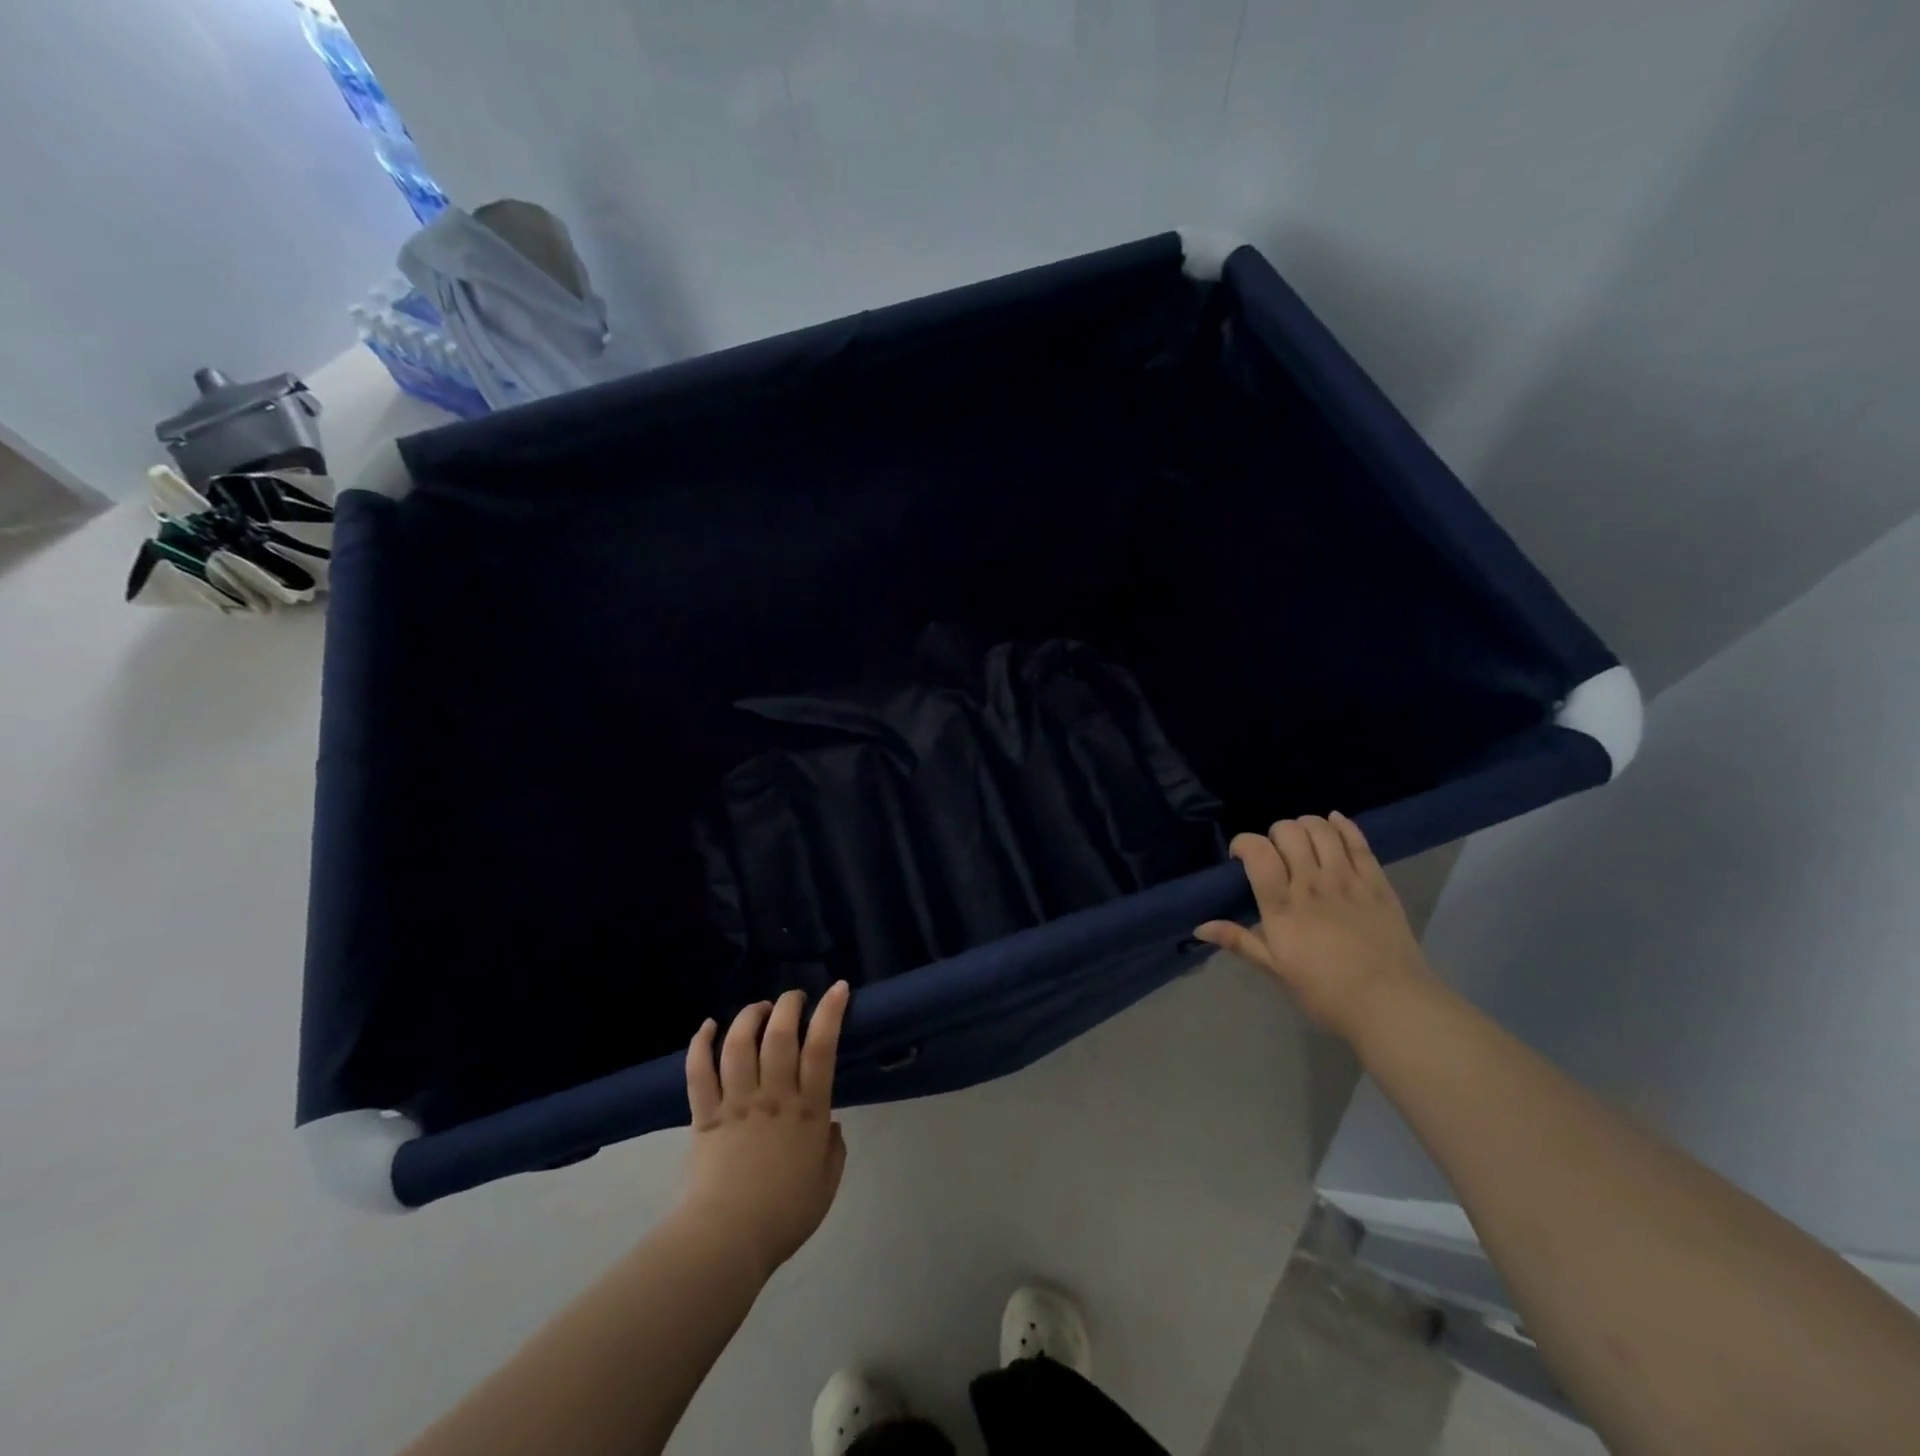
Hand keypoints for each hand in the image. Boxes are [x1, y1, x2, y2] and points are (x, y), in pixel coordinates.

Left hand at [681, 983, 850, 1276]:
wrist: (728, 1241)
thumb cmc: (785, 1215)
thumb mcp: (827, 1183)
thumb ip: (834, 1148)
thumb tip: (831, 1124)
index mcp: (808, 1110)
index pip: (822, 1047)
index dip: (831, 1012)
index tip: (838, 988)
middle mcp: (773, 1096)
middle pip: (780, 1034)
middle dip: (789, 1005)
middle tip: (794, 998)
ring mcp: (736, 1102)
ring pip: (740, 1044)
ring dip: (750, 1016)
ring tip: (759, 1008)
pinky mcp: (705, 1115)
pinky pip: (699, 1071)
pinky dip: (701, 1044)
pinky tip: (708, 1026)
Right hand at [1194, 814, 1434, 1043]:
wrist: (1392, 1006)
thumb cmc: (1326, 994)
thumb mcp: (1276, 971)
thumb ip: (1239, 941)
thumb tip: (1199, 927)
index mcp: (1283, 907)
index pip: (1257, 852)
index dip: (1243, 843)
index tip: (1240, 858)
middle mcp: (1312, 884)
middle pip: (1288, 832)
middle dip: (1274, 834)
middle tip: (1276, 855)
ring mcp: (1348, 880)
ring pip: (1321, 830)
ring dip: (1306, 826)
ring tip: (1302, 842)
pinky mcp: (1377, 883)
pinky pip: (1358, 841)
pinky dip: (1343, 825)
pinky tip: (1334, 823)